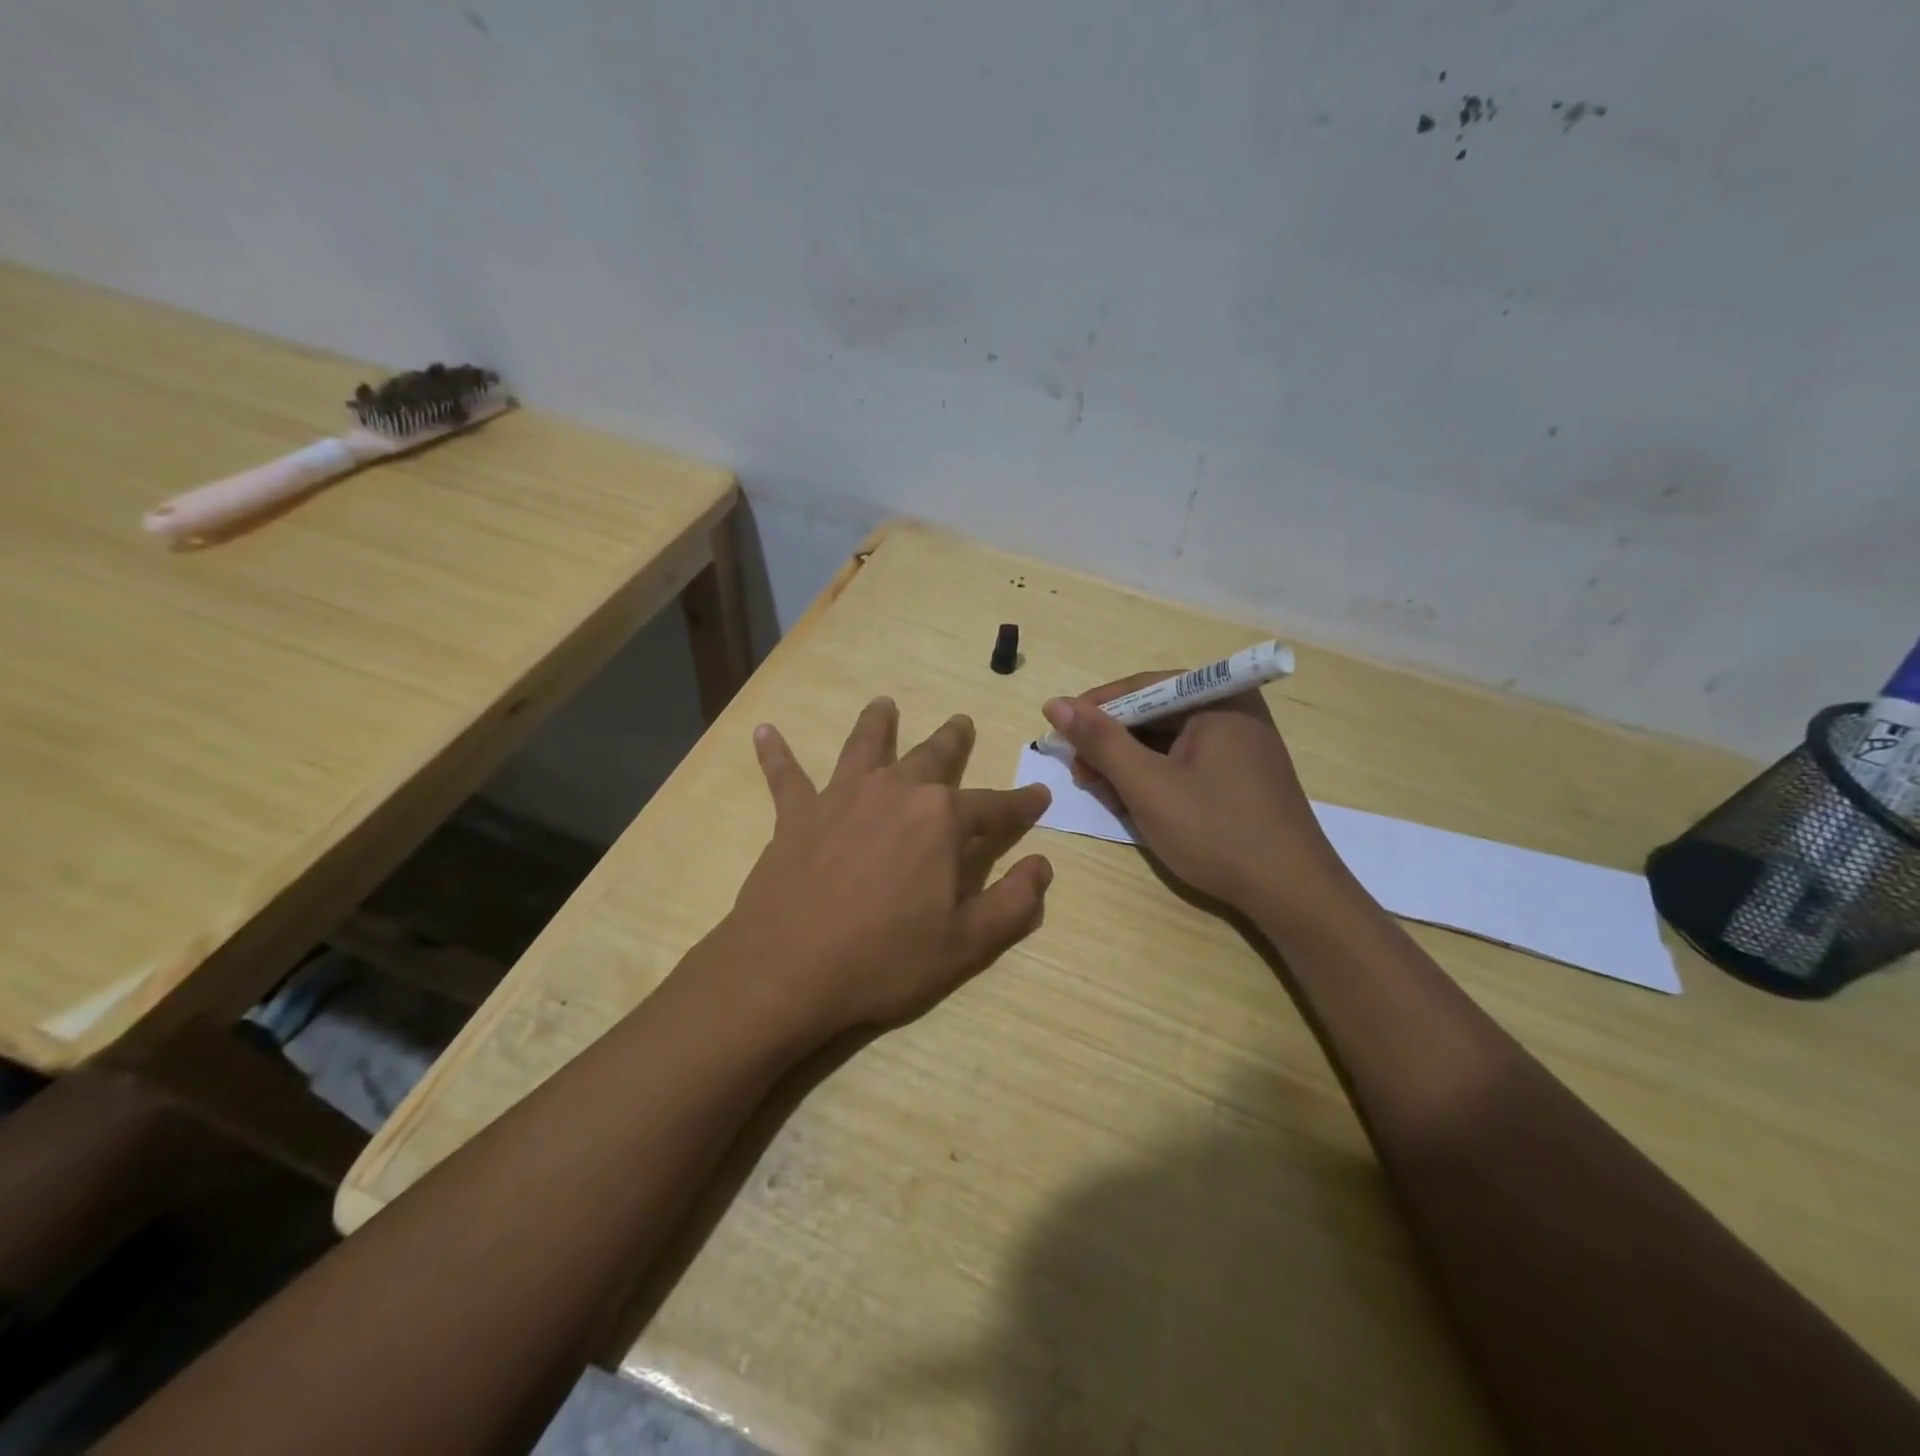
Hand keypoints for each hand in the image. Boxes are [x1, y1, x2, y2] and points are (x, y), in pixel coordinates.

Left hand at [716, 698, 1053, 1040]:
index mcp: (940, 820)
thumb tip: (1042, 865)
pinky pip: (785, 776)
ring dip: (876, 723)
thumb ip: (1013, 903)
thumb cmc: (884, 959)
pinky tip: (764, 731)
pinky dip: (775, 753)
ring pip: (864, 747)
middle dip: (953, 740)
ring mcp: (841, 797)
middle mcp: (894, 792)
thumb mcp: (966, 944)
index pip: (994, 806)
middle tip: (962, 721)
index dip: (1021, 803)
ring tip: (883, 703)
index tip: (1040, 794)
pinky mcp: (796, 815)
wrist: (787, 970)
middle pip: (931, 757)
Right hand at [1040, 674, 1354, 919]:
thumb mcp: (1147, 785)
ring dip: (1129, 766)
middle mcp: (1232, 710)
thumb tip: (1055, 704)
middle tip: (1083, 777)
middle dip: (1112, 745)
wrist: (1292, 894)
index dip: (1094, 711)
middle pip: (1153, 714)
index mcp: (1218, 698)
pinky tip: (1137, 805)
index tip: (1059, 737)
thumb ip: (1100, 741)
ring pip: (1166, 742)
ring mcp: (1240, 743)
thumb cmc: (1216, 831)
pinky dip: (1156, 779)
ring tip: (1107, 797)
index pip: (1140, 687)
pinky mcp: (1240, 774)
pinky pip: (1185, 762)